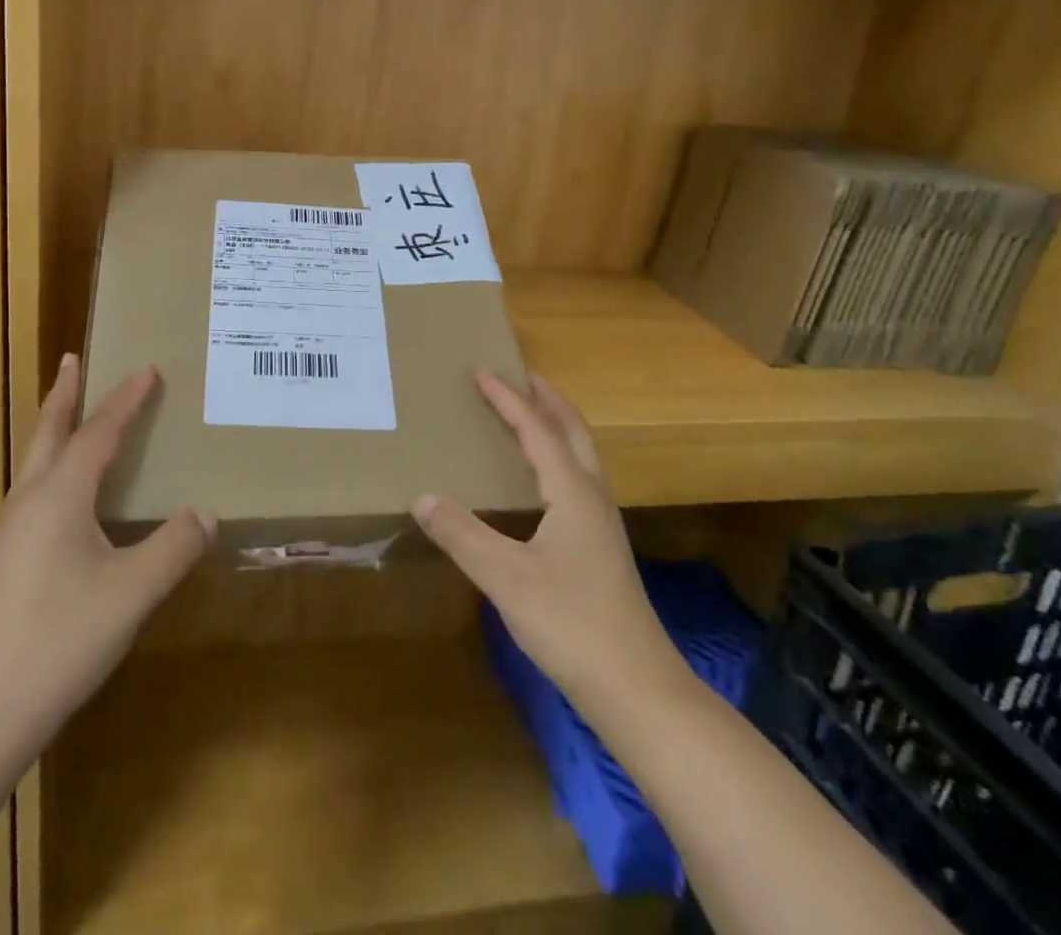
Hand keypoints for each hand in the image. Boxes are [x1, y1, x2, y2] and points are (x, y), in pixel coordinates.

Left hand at [0, 354, 213, 743]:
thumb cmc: (61, 639)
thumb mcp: (132, 592)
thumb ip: (173, 548)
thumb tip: (206, 515)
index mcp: (60, 495)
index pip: (99, 433)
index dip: (126, 400)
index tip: (147, 368)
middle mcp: (31, 501)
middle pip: (49, 432)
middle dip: (65, 394)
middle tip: (72, 359)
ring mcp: (12, 531)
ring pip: (36, 461)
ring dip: (54, 427)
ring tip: (70, 411)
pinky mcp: (6, 560)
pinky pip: (35, 490)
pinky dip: (53, 465)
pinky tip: (66, 493)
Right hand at [413, 371, 690, 715]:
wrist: (638, 689)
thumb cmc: (572, 625)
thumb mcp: (506, 578)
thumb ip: (463, 535)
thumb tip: (422, 497)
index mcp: (573, 493)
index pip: (537, 430)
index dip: (508, 399)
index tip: (482, 371)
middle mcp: (592, 497)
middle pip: (573, 431)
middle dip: (546, 399)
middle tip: (518, 376)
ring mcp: (602, 524)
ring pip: (581, 455)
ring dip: (555, 426)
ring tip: (527, 415)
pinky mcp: (601, 547)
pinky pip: (577, 479)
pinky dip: (557, 457)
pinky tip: (539, 480)